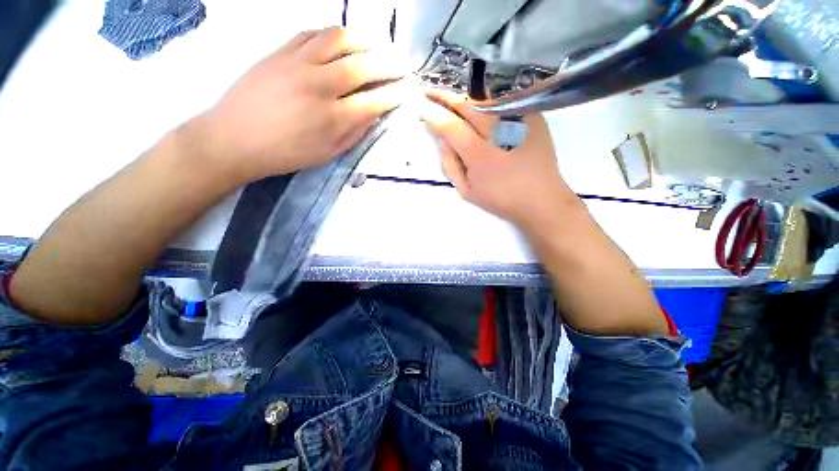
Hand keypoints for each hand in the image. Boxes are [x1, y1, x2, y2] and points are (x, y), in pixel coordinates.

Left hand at [192, 27, 407, 183]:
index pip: (374, 100)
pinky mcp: (280, 51)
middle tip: (401, 64)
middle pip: (363, 66)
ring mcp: (298, 63)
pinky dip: (333, 33)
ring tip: (378, 44)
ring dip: (365, 39)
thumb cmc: (285, 154)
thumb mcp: (327, 153)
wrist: (234, 139)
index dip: (394, 94)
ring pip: (339, 39)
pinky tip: (343, 40)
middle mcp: (319, 86)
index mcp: (333, 119)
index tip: (406, 90)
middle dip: (389, 64)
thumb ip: (354, 134)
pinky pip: (312, 33)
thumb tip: (374, 115)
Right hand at [420, 92, 577, 230]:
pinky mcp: (533, 116)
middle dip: (445, 96)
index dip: (434, 115)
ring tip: (450, 97)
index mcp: (480, 155)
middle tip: (430, 93)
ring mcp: (519, 119)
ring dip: (464, 96)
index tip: (422, 108)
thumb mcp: (466, 190)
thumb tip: (442, 139)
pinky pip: (503, 101)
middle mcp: (499, 131)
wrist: (542, 199)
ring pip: (484, 98)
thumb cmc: (500, 199)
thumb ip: (450, 164)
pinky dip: (485, 99)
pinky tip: (476, 103)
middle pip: (467, 104)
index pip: (450, 126)